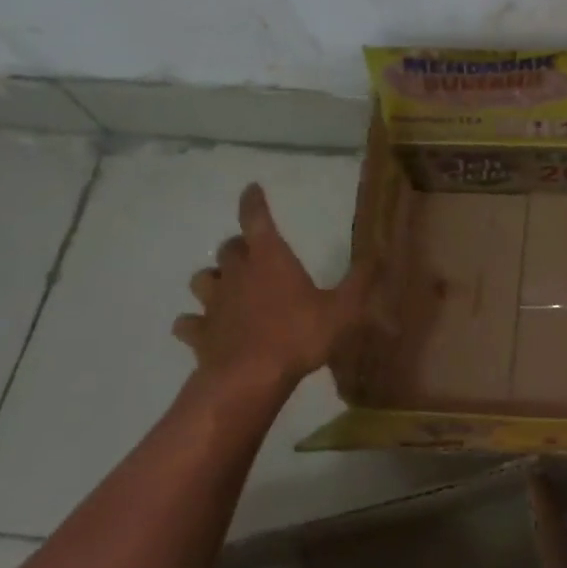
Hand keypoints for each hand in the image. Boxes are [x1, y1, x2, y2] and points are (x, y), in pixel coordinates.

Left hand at [172, 184, 375, 397]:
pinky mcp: (200, 333)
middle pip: (229, 248)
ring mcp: (214, 304)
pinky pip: (188, 322)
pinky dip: (193, 322)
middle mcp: (238, 274)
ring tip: (226, 286)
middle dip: (240, 246)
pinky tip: (202, 327)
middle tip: (253, 253)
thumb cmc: (298, 336)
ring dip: (213, 278)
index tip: (251, 189)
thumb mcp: (343, 309)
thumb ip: (361, 281)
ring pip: (203, 279)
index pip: (257, 219)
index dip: (254, 202)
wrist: (249, 379)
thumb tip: (378, 254)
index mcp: (270, 260)